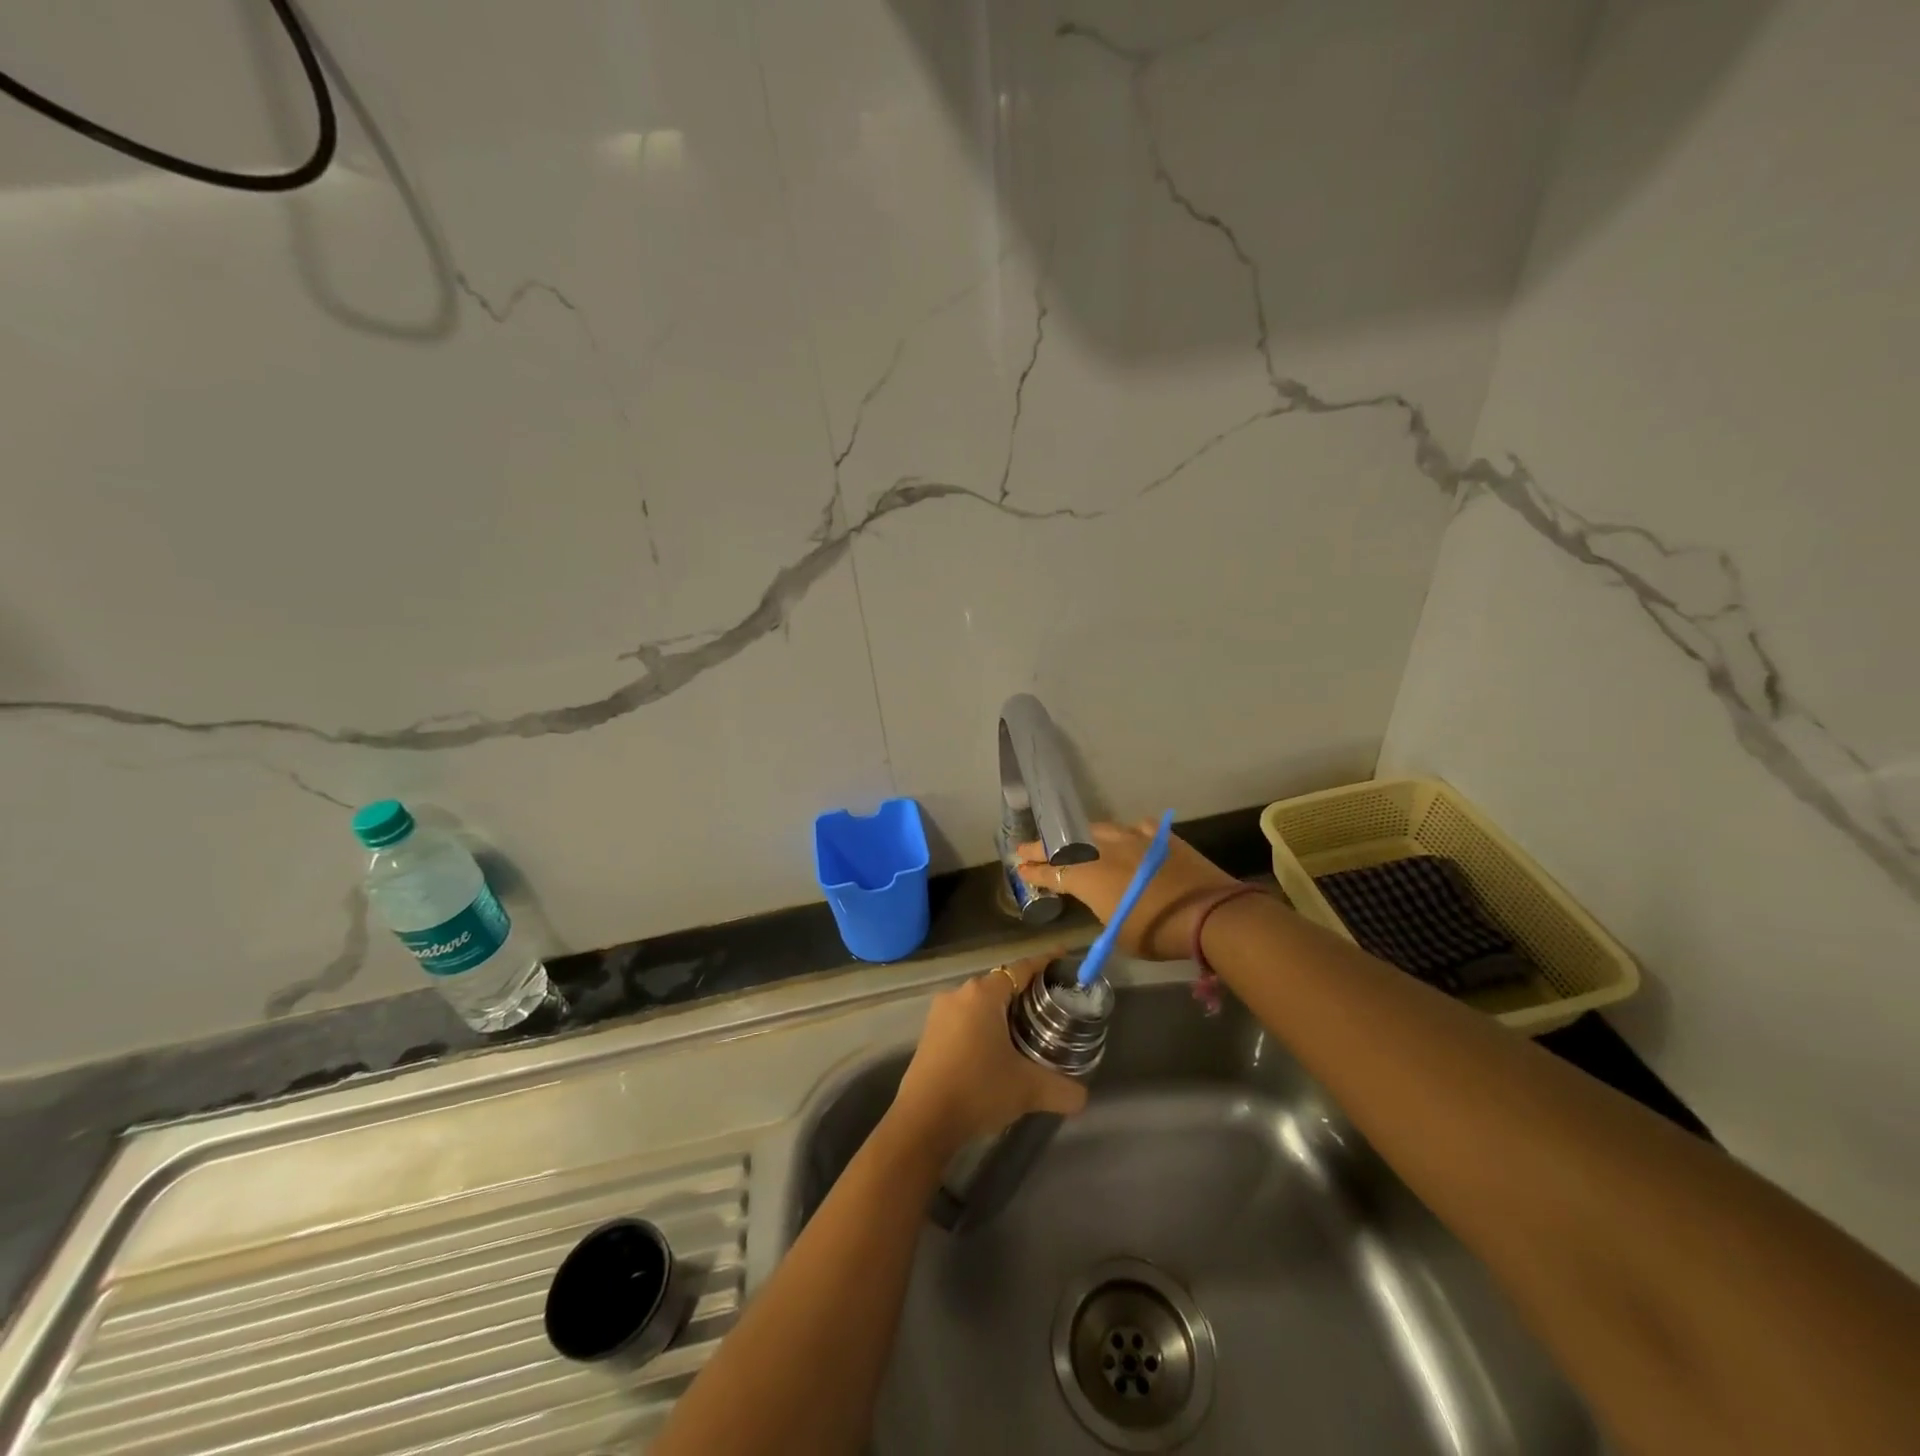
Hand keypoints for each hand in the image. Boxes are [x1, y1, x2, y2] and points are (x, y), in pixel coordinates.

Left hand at [890, 955, 1088, 1155]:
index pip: (1021, 968)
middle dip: (1026, 990)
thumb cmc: (978, 1090)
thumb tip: (1083, 1095)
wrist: (923, 1121)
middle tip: (1052, 1004)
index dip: (1044, 962)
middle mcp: (960, 994)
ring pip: (981, 1002)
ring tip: (1029, 1028)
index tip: (1064, 958)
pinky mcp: (930, 1034)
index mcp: (983, 995)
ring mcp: (940, 1013)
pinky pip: (965, 1018)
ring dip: (1003, 1010)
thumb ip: (1063, 1089)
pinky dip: (984, 1025)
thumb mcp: (1028, 1089)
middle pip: (1000, 983)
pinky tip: (998, 1048)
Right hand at [1017, 820, 1239, 959]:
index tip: (1020, 868)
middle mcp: (1104, 851)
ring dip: (1082, 838)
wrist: (1209, 913)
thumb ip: (1103, 910)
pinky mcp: (1160, 836)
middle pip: (1066, 845)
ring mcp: (1133, 838)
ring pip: (1098, 831)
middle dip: (1044, 847)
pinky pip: (1136, 829)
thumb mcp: (1118, 933)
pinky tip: (1129, 838)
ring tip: (1075, 841)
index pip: (1051, 872)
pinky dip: (1127, 835)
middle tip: (1027, 848)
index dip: (1034, 871)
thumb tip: (1104, 901)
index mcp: (1088, 877)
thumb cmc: (1157, 933)